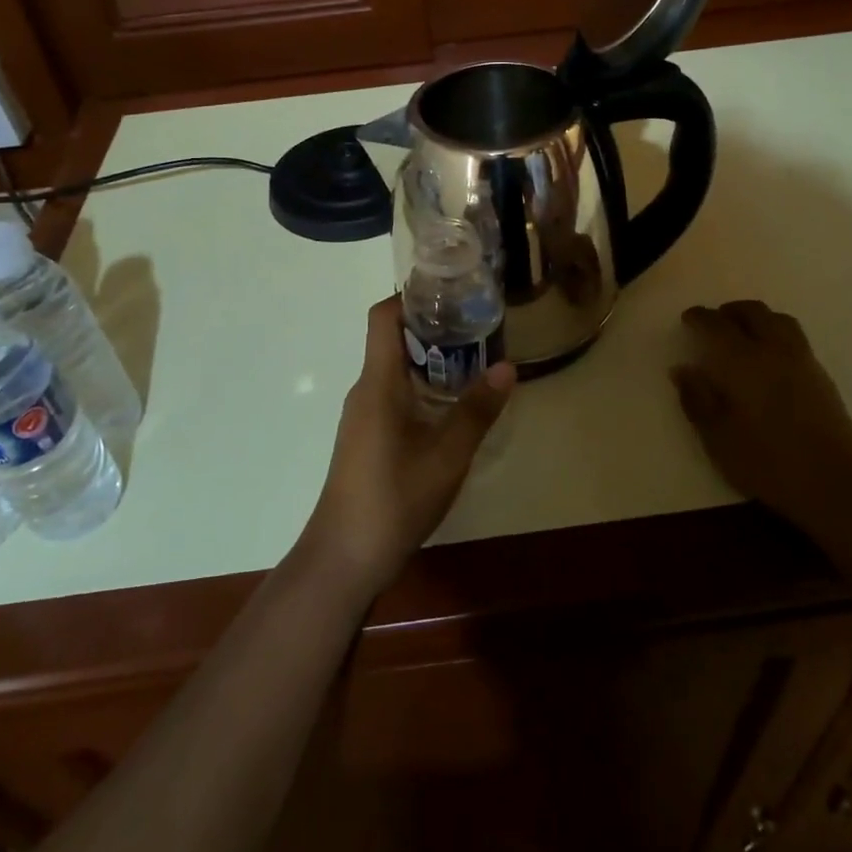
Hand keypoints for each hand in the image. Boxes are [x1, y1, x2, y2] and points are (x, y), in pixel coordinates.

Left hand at [298, 296, 515, 597]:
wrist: (344, 557)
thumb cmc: (394, 498)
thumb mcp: (447, 455)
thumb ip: (477, 410)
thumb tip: (507, 367)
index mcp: (377, 382)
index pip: (383, 317)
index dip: (411, 296)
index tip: (450, 293)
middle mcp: (365, 390)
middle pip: (392, 340)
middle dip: (432, 328)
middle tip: (476, 326)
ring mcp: (363, 416)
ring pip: (394, 371)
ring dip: (429, 360)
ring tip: (472, 360)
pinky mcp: (366, 438)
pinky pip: (393, 395)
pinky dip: (421, 388)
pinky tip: (450, 406)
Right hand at [671, 301, 851, 529]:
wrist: (836, 485)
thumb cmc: (768, 463)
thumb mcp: (718, 438)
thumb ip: (697, 399)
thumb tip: (682, 369)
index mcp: (743, 362)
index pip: (716, 325)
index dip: (699, 318)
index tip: (688, 318)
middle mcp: (774, 351)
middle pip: (753, 312)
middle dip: (730, 311)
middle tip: (714, 322)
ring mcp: (803, 361)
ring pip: (779, 320)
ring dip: (757, 317)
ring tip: (744, 333)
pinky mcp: (823, 377)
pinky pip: (795, 338)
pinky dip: (776, 333)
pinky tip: (770, 358)